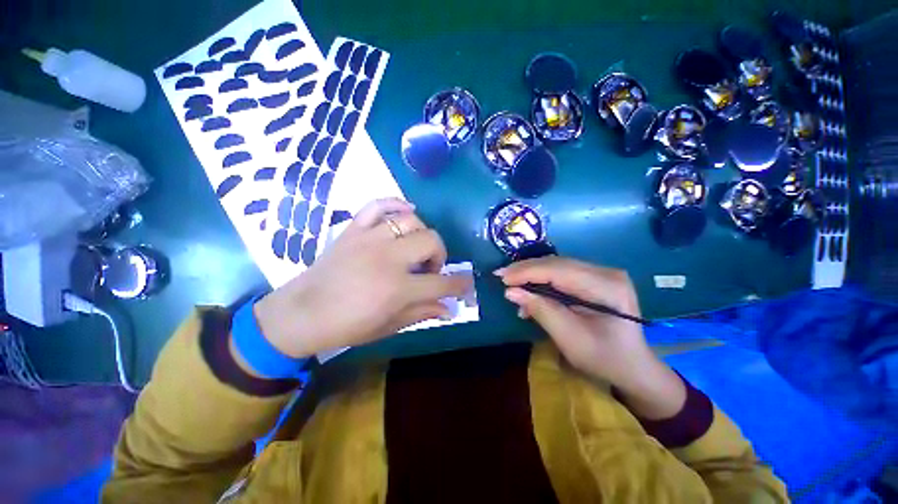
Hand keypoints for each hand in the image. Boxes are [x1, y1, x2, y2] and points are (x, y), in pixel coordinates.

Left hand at [254, 198, 472, 357]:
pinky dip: (395, 205)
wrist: (300, 314)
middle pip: (431, 241)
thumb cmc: (347, 326)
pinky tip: (404, 213)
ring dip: (421, 234)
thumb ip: (422, 313)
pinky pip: (378, 205)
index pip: (442, 282)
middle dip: (440, 255)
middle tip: (430, 270)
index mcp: (397, 288)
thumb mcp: (388, 326)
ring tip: (413, 249)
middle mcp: (387, 258)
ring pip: (411, 220)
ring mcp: (369, 239)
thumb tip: (449, 308)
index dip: (460, 284)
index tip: (466, 283)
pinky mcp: (354, 229)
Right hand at [496, 257, 683, 416]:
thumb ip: (541, 311)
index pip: (559, 270)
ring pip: (557, 266)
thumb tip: (511, 292)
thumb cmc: (605, 358)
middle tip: (501, 276)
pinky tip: (530, 293)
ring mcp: (602, 273)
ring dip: (532, 274)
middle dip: (526, 270)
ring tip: (512, 284)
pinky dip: (542, 281)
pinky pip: (562, 273)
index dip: (527, 272)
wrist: (633, 366)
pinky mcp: (595, 278)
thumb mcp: (570, 339)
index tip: (502, 278)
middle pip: (557, 264)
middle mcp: (606, 272)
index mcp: (607, 287)